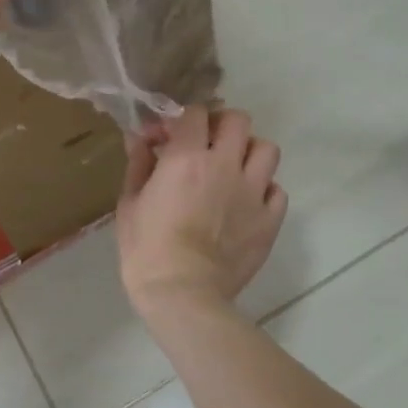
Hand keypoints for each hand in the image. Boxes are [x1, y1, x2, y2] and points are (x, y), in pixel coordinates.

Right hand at [117, 106, 287, 313]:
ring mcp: (253, 192)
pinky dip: (264, 191)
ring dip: (249, 152)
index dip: (180, 119)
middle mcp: (225, 166)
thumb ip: (138, 165)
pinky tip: (247, 203)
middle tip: (206, 143)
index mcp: (187, 158)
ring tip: (234, 169)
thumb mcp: (130, 204)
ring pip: (267, 149)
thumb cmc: (147, 250)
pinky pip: (277, 191)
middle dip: (220, 125)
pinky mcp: (270, 220)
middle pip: (238, 120)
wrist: (183, 294)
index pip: (194, 113)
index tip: (166, 138)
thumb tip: (139, 139)